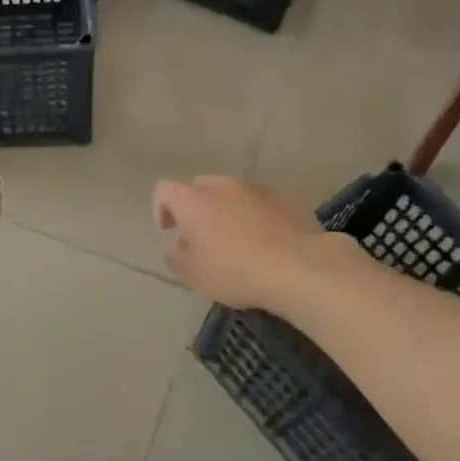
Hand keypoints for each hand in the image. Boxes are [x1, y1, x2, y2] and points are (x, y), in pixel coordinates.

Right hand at [153, 176, 332, 312]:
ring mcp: (257, 189)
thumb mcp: (193, 274)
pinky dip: (254, 215)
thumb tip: (177, 246)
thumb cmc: (234, 270)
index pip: (165, 191)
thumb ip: (176, 256)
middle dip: (195, 206)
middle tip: (200, 234)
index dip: (161, 208)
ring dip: (226, 209)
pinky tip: (263, 240)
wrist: (298, 267)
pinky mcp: (286, 198)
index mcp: (193, 201)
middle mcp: (223, 186)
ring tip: (234, 238)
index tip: (168, 229)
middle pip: (200, 187)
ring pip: (232, 192)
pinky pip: (260, 202)